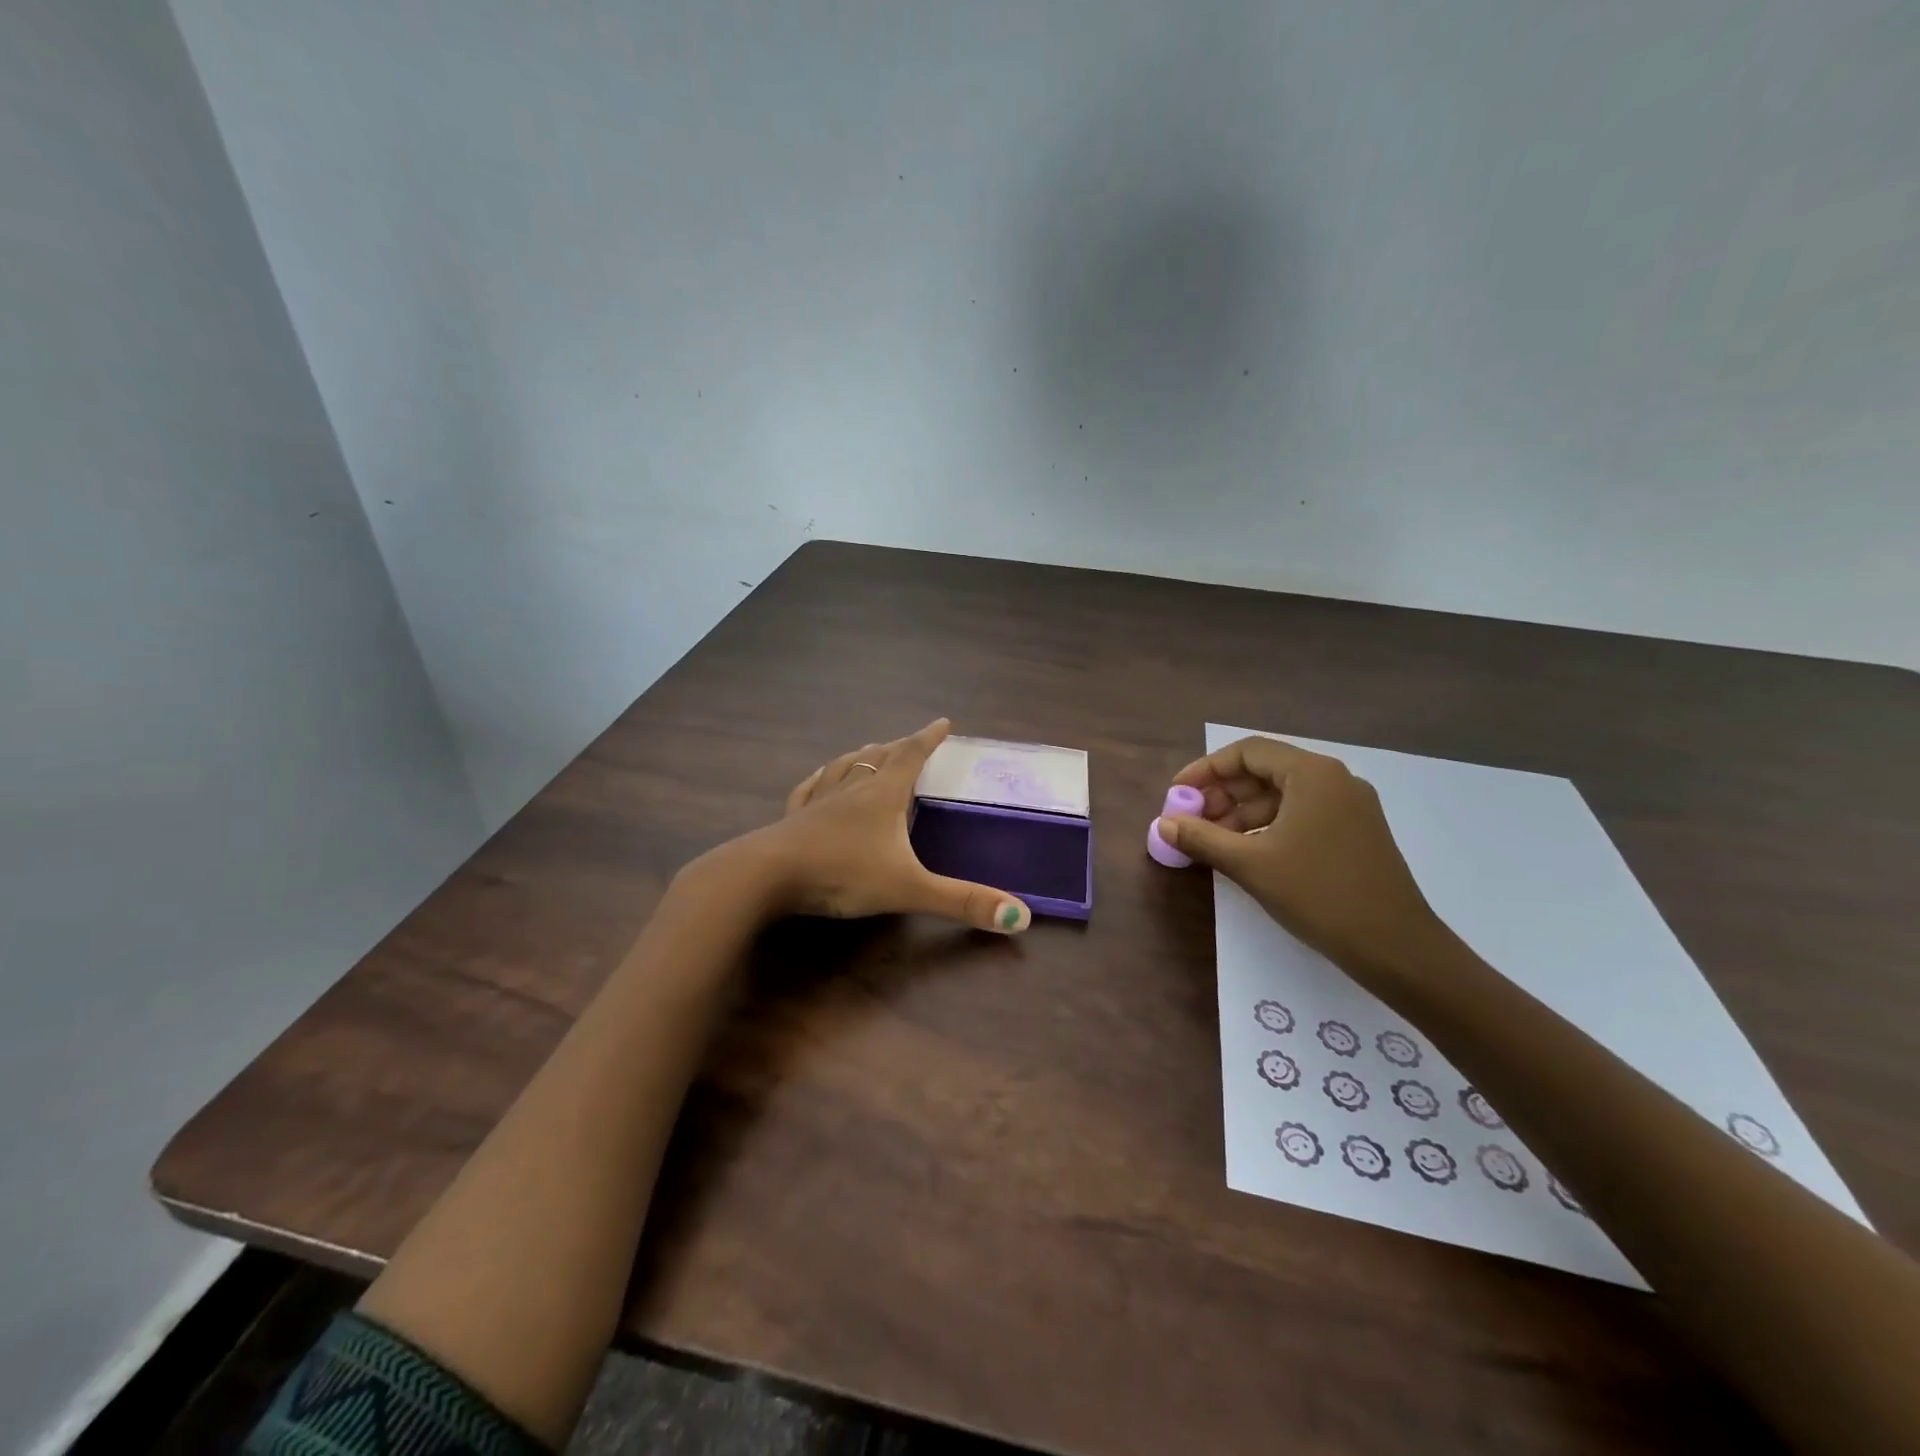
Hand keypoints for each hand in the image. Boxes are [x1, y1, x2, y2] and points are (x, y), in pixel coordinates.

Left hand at [728, 719, 1032, 933]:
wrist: (767, 875)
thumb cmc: (842, 873)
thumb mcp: (909, 889)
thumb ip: (962, 902)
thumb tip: (1022, 917)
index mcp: (883, 795)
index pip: (912, 756)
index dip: (930, 738)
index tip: (944, 721)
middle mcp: (853, 788)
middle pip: (880, 757)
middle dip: (900, 746)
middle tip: (912, 740)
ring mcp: (819, 800)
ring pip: (845, 766)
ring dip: (862, 755)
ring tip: (870, 750)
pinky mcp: (793, 817)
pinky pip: (811, 788)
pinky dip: (822, 778)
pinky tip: (819, 778)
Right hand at [1156, 735, 1446, 981]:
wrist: (1396, 948)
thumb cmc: (1319, 895)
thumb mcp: (1250, 865)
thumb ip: (1202, 838)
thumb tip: (1162, 823)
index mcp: (1313, 774)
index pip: (1247, 752)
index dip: (1206, 770)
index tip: (1177, 793)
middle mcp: (1335, 780)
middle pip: (1265, 771)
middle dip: (1222, 794)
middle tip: (1191, 821)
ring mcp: (1350, 807)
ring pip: (1283, 796)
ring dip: (1242, 813)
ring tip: (1212, 841)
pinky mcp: (1356, 833)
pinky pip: (1301, 815)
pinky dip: (1268, 827)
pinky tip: (1246, 852)